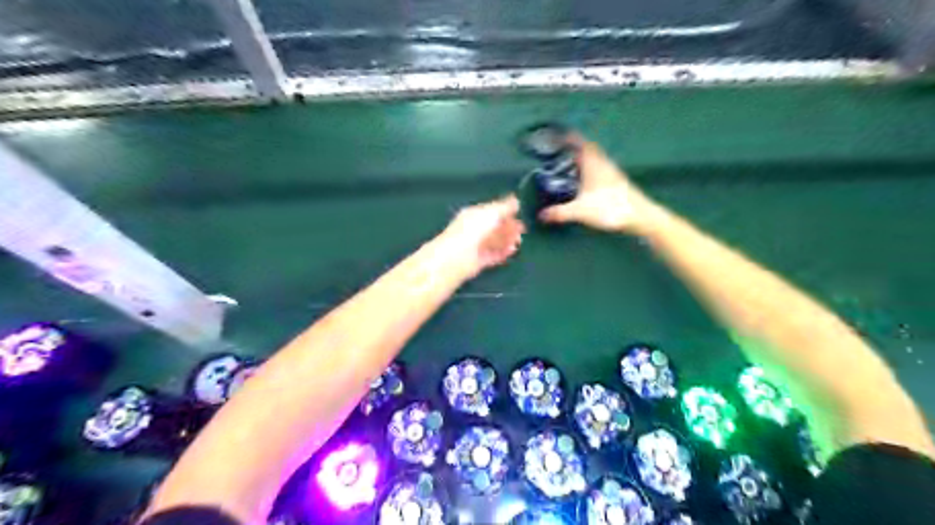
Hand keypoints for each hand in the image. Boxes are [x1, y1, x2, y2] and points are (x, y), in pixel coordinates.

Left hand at [439, 195, 525, 278]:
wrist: (457, 257)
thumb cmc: (473, 230)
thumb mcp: (491, 213)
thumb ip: (504, 207)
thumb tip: (516, 200)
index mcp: (473, 214)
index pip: (491, 211)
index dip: (505, 212)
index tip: (519, 213)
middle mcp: (473, 229)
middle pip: (494, 227)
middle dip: (508, 227)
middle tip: (521, 230)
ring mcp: (475, 246)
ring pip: (494, 241)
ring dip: (507, 240)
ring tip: (518, 241)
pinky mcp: (478, 261)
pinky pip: (493, 255)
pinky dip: (503, 253)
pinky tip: (512, 251)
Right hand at [538, 135, 652, 233]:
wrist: (639, 216)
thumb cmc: (610, 208)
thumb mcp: (581, 211)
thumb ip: (560, 213)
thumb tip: (541, 215)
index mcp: (593, 163)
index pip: (579, 143)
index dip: (567, 137)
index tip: (556, 135)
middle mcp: (602, 163)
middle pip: (586, 148)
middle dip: (573, 147)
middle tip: (559, 149)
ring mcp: (611, 171)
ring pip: (594, 158)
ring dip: (582, 157)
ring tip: (568, 162)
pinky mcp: (616, 181)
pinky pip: (598, 167)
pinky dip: (588, 167)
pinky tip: (584, 179)